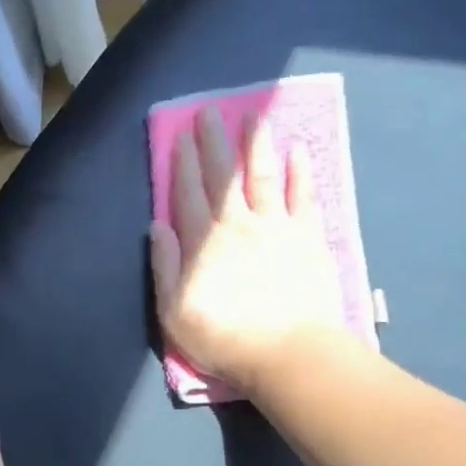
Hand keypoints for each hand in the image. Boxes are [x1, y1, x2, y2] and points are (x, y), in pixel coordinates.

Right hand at [150, 106, 365, 393]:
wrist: (288, 353)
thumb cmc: (223, 338)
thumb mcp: (174, 312)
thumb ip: (165, 266)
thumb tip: (157, 225)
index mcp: (203, 243)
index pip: (188, 194)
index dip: (183, 164)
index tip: (180, 135)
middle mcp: (238, 225)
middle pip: (223, 177)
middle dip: (213, 143)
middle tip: (209, 112)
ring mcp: (277, 228)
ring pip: (263, 177)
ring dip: (255, 145)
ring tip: (253, 116)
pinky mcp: (309, 238)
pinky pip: (303, 197)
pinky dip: (300, 172)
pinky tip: (297, 150)